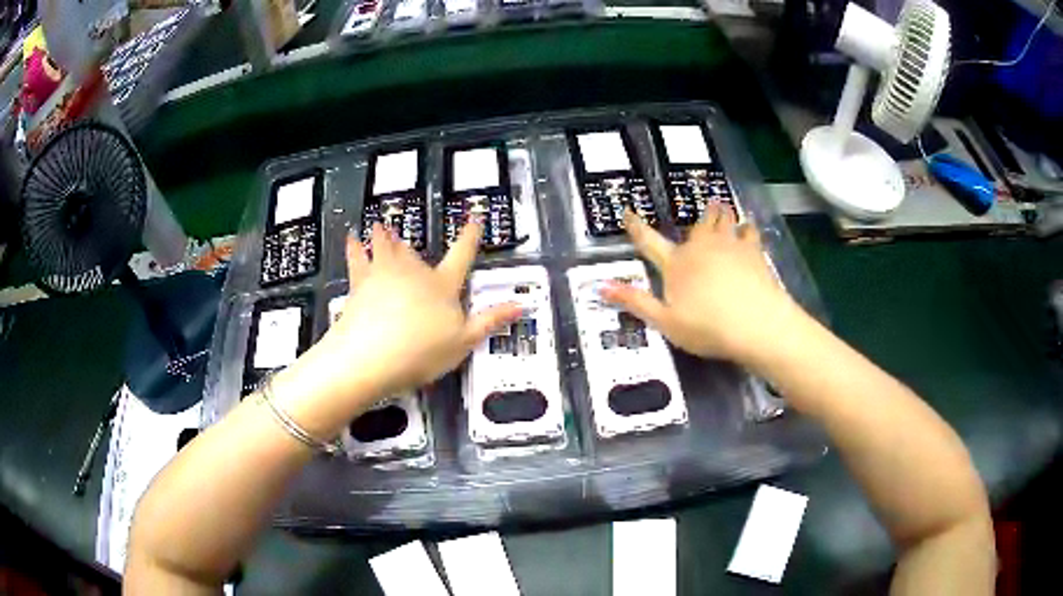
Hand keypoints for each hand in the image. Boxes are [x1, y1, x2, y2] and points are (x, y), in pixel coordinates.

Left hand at [302, 222, 521, 406]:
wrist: (371, 356)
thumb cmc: (421, 351)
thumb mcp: (463, 342)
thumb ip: (490, 321)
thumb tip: (521, 305)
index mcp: (442, 286)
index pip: (461, 256)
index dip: (470, 237)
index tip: (474, 219)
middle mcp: (413, 273)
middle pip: (414, 251)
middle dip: (410, 243)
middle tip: (403, 233)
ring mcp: (383, 274)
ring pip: (385, 247)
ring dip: (384, 236)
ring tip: (380, 225)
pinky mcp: (359, 283)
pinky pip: (357, 258)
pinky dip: (354, 247)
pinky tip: (351, 238)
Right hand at [600, 204, 798, 363]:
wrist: (755, 323)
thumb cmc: (707, 327)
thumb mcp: (665, 322)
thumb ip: (635, 301)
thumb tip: (601, 286)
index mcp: (676, 264)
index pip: (649, 242)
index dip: (636, 227)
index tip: (628, 213)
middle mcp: (700, 247)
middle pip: (697, 225)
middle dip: (700, 216)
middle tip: (705, 205)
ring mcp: (729, 246)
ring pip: (723, 221)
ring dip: (721, 213)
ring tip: (721, 205)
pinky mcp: (753, 251)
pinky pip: (749, 231)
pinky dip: (747, 227)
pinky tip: (748, 226)